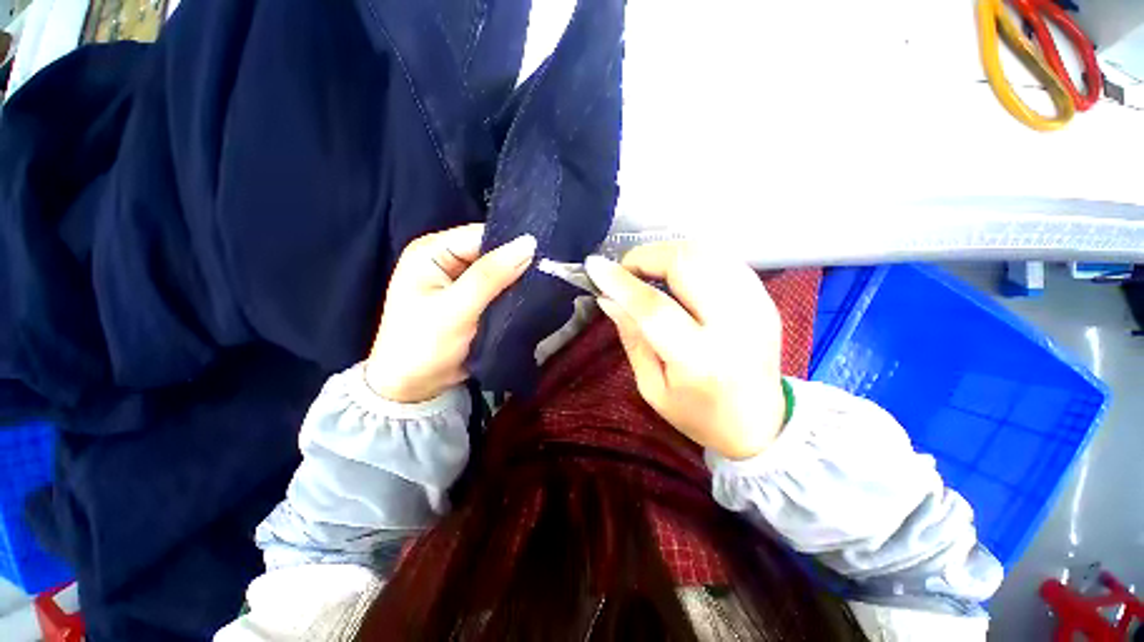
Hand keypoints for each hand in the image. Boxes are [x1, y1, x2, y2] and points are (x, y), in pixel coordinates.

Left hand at [366, 225, 535, 402]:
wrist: (414, 388)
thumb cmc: (424, 345)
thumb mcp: (455, 309)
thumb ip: (490, 276)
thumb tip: (529, 244)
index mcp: (433, 252)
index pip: (481, 236)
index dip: (512, 242)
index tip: (546, 252)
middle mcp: (448, 260)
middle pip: (492, 252)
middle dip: (519, 262)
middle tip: (552, 268)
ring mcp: (462, 281)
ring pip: (500, 272)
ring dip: (520, 279)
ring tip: (549, 281)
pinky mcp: (474, 300)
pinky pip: (501, 289)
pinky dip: (516, 293)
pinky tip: (535, 295)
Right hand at [585, 243, 784, 459]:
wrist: (761, 424)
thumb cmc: (699, 414)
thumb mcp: (652, 387)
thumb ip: (632, 337)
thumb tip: (608, 297)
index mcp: (700, 359)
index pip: (654, 307)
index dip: (620, 282)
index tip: (594, 267)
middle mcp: (734, 325)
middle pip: (687, 263)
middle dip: (647, 256)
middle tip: (627, 272)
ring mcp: (756, 306)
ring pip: (706, 251)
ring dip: (668, 253)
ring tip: (650, 273)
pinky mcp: (765, 298)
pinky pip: (723, 258)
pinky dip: (692, 258)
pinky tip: (679, 276)